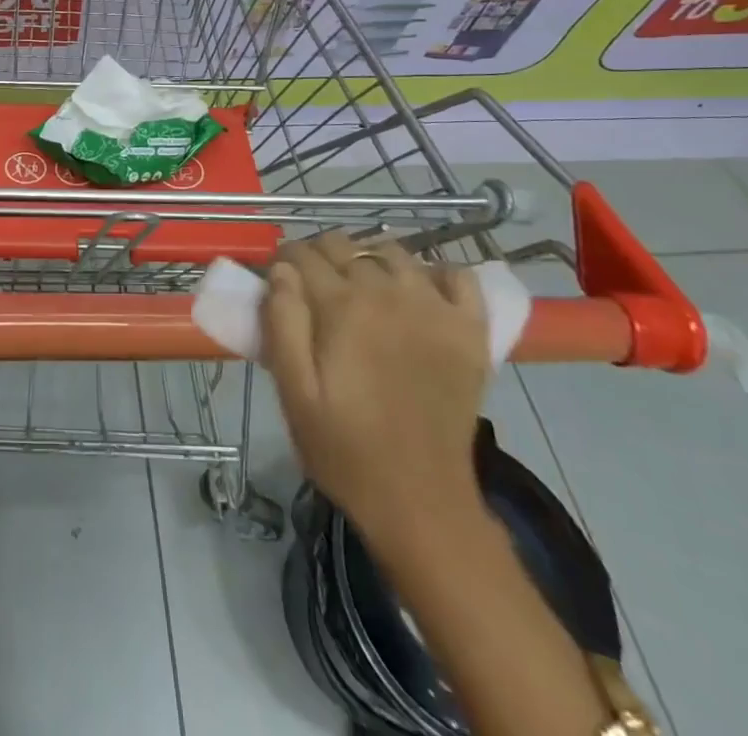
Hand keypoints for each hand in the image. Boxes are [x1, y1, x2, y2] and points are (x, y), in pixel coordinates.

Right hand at [261, 234, 489, 550]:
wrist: (421, 502)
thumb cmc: (344, 449)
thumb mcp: (293, 392)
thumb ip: (281, 323)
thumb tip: (280, 271)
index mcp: (342, 306)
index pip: (303, 255)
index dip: (284, 260)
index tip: (277, 277)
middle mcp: (389, 293)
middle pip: (345, 244)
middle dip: (320, 254)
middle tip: (312, 284)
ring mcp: (436, 307)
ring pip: (394, 250)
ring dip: (369, 256)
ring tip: (360, 284)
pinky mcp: (470, 330)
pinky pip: (459, 275)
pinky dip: (437, 271)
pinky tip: (420, 289)